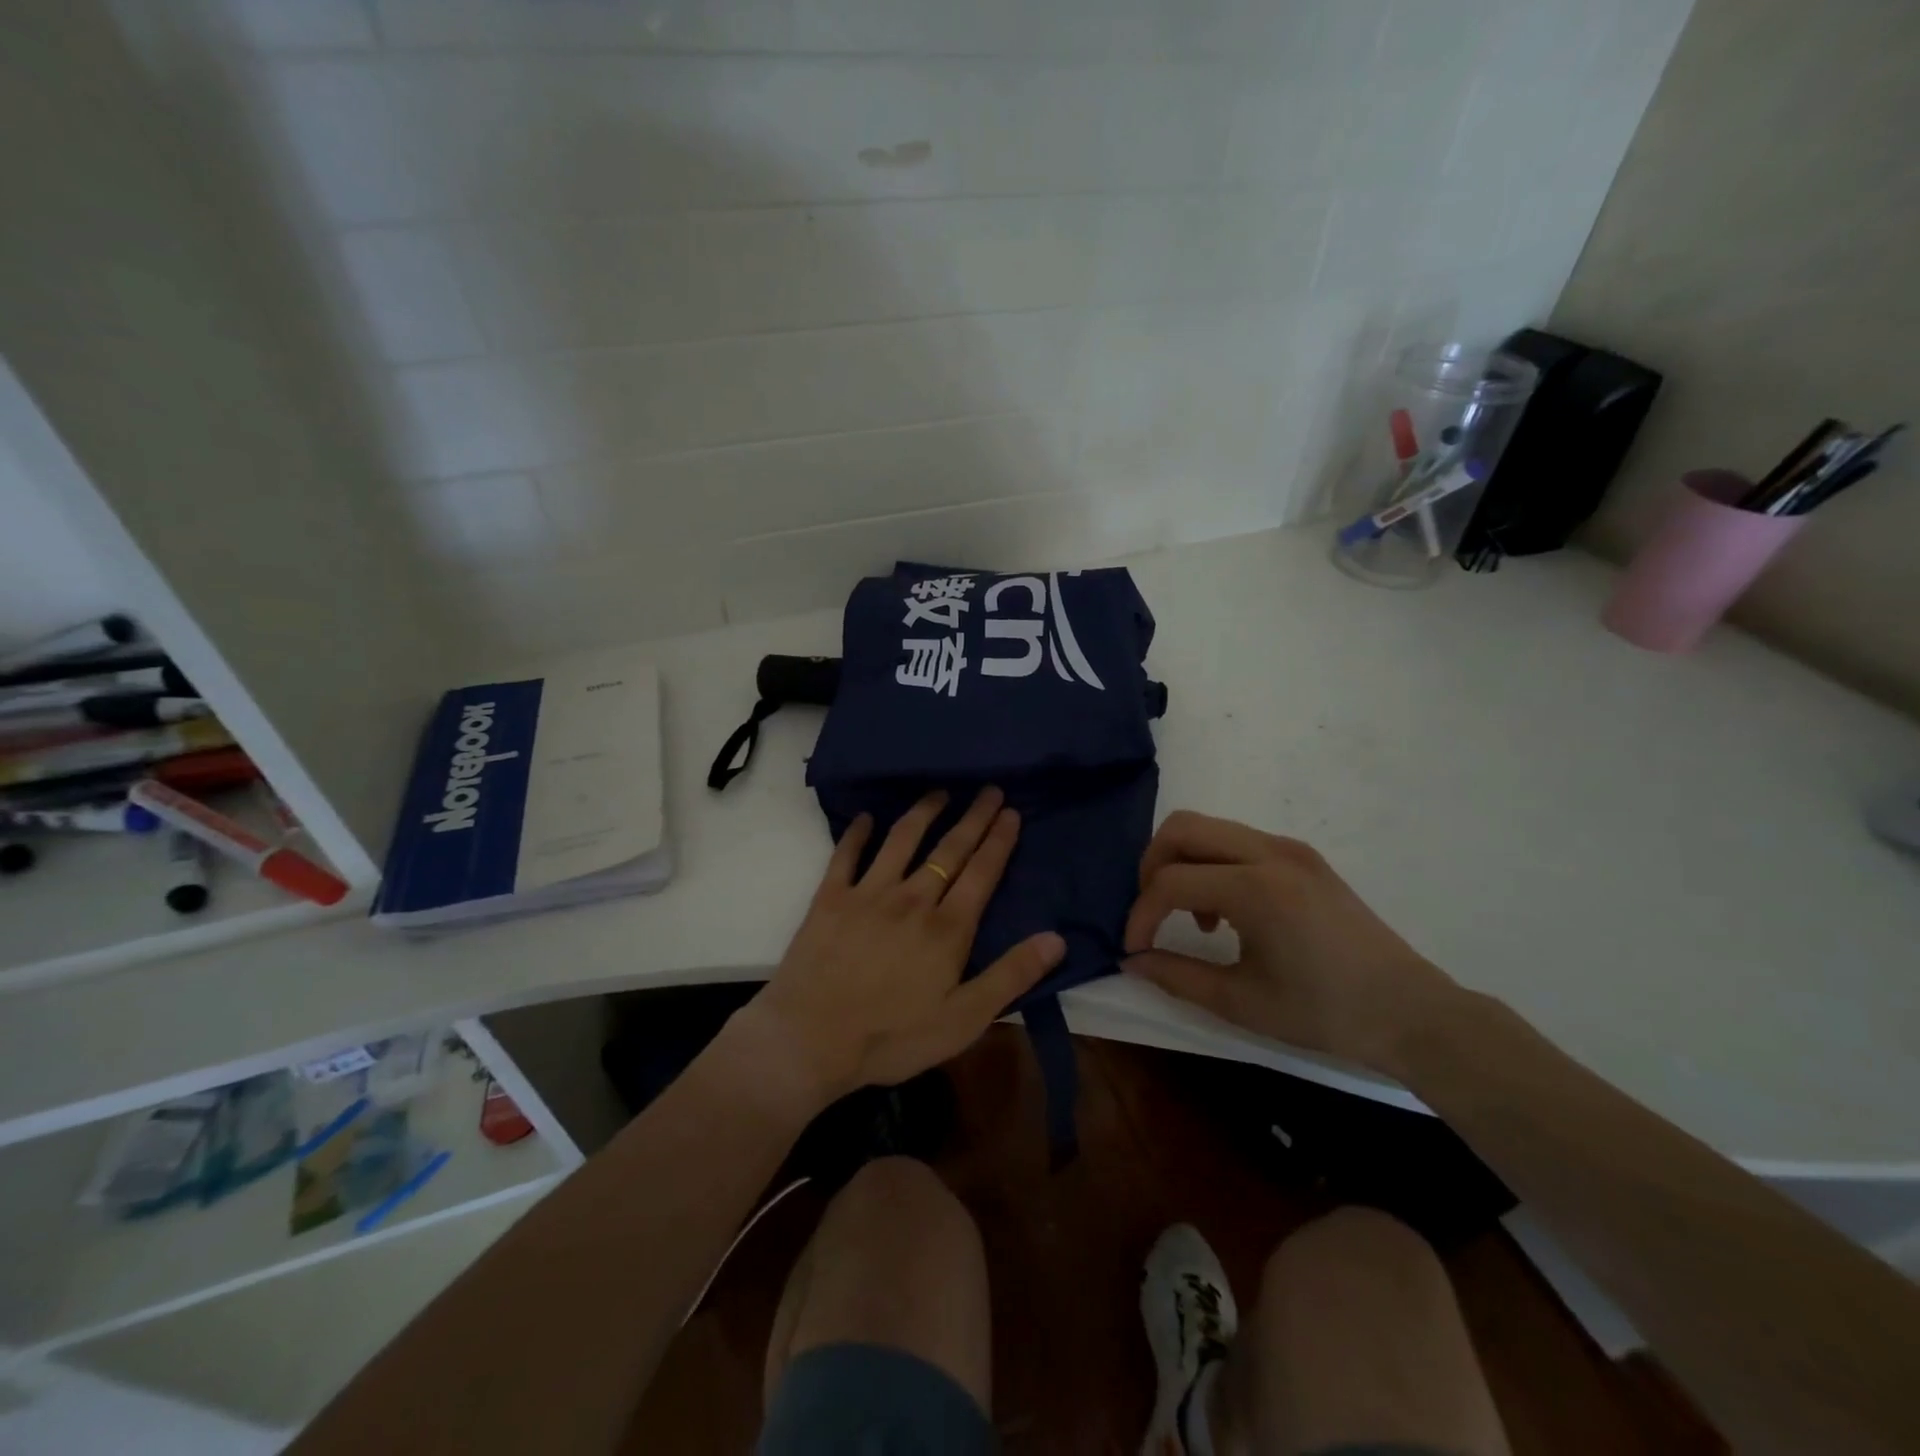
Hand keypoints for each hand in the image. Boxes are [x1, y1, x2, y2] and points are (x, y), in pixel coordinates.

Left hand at [735, 787, 1064, 1107]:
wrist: (810, 1039)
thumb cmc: (892, 1037)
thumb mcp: (964, 1019)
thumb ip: (1011, 975)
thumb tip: (1056, 938)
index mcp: (947, 928)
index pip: (981, 873)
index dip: (998, 840)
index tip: (1011, 811)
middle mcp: (912, 899)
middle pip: (949, 849)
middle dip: (973, 818)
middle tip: (988, 789)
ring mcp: (868, 893)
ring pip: (902, 840)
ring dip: (924, 813)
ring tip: (939, 792)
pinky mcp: (830, 898)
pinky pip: (846, 855)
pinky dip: (857, 833)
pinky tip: (866, 817)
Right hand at [1122, 811, 1458, 1076]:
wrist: (1411, 1011)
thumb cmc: (1325, 1013)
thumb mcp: (1241, 1002)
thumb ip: (1176, 977)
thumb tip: (1132, 960)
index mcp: (1256, 888)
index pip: (1170, 882)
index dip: (1141, 915)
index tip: (1135, 949)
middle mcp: (1270, 852)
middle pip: (1182, 828)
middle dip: (1152, 866)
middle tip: (1152, 912)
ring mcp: (1289, 848)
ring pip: (1209, 828)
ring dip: (1184, 863)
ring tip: (1196, 919)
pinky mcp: (1302, 856)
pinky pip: (1237, 840)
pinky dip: (1213, 864)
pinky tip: (1229, 913)